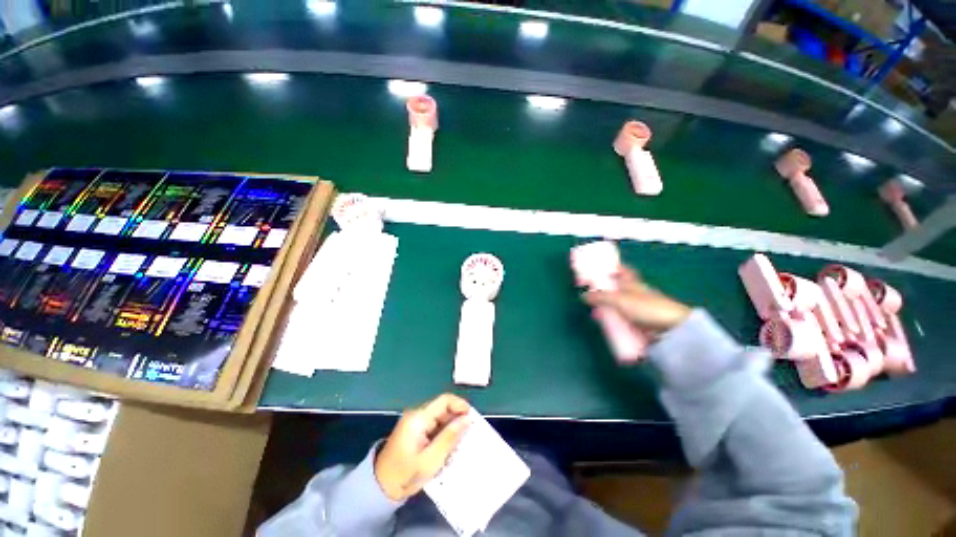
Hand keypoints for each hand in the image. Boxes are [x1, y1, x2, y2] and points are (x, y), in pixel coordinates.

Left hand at [374, 393, 470, 500]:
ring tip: (462, 440)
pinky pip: (434, 424)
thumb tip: (467, 418)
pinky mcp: (415, 429)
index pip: (444, 400)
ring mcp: (415, 421)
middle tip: (470, 432)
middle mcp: (416, 414)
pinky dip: (444, 431)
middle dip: (457, 417)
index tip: (472, 418)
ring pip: (440, 416)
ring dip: (452, 425)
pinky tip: (450, 443)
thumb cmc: (405, 475)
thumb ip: (450, 437)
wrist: (380, 487)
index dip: (460, 404)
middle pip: (443, 407)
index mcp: (418, 418)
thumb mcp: (431, 460)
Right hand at [583, 266, 690, 334]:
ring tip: (595, 313)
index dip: (613, 267)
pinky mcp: (640, 322)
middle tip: (591, 294)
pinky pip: (623, 319)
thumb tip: (583, 295)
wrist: (672, 329)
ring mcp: (639, 309)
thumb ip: (601, 297)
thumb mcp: (619, 300)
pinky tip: (607, 325)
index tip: (601, 268)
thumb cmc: (647, 308)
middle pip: (618, 288)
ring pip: (619, 305)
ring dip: (608, 308)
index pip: (623, 270)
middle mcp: (636, 293)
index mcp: (633, 283)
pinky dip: (615, 320)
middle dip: (605, 291)